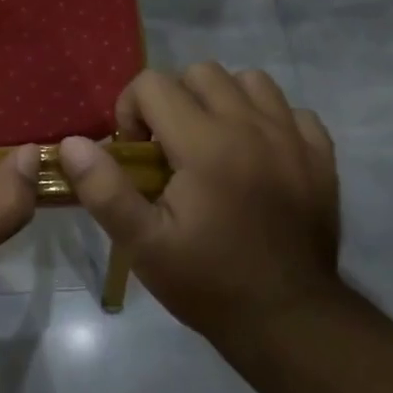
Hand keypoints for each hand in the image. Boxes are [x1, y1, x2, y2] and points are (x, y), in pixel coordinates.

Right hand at [58, 65, 342, 343]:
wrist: (288, 319)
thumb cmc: (207, 281)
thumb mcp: (142, 244)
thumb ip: (104, 189)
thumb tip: (72, 143)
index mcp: (205, 144)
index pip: (153, 84)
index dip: (131, 111)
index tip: (135, 154)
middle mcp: (251, 126)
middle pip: (200, 72)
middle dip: (173, 100)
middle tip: (168, 149)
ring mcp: (292, 138)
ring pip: (249, 81)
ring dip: (221, 101)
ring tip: (211, 144)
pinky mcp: (320, 156)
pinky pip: (291, 110)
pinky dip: (267, 120)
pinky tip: (256, 156)